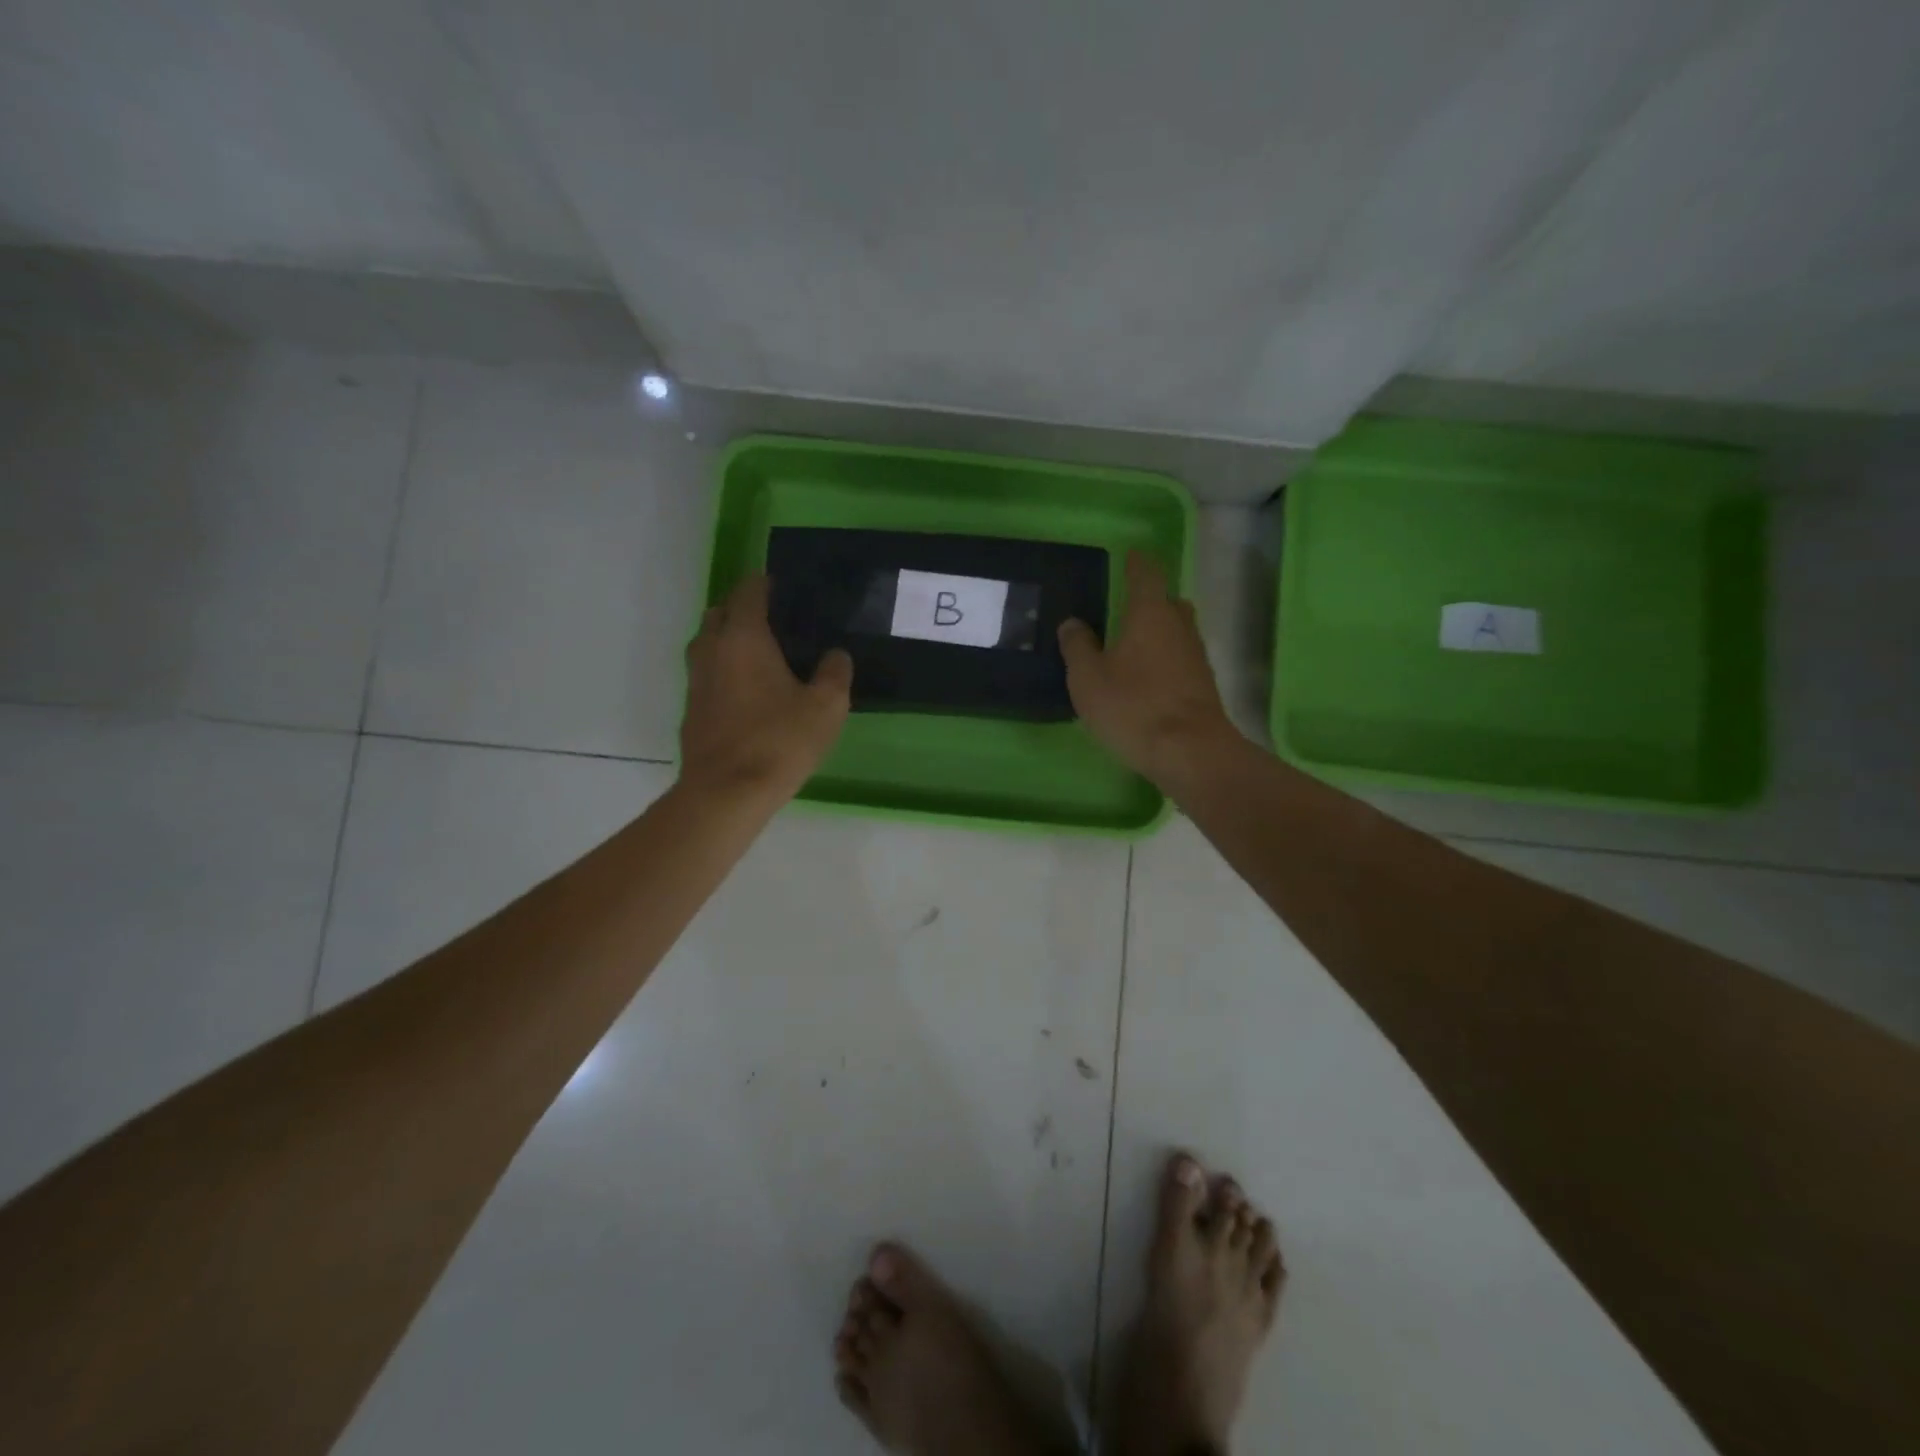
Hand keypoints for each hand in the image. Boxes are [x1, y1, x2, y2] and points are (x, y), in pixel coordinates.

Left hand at [680, 573, 852, 804]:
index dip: (767, 584)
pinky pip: (707, 674)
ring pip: (708, 643)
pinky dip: (724, 670)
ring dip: (730, 640)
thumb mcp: (826, 707)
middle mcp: (712, 649)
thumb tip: (836, 655)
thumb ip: (835, 673)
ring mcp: (696, 680)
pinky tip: (749, 693)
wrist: (726, 793)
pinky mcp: (691, 709)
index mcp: (743, 637)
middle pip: (721, 612)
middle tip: (777, 624)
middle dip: (744, 610)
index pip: (748, 591)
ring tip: (764, 657)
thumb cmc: (779, 741)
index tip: (788, 592)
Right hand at [1059, 551, 1238, 788]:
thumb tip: (1073, 623)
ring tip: (1132, 645)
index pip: (1146, 574)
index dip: (1137, 563)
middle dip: (1150, 600)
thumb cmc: (1133, 707)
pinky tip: (1147, 678)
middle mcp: (1179, 626)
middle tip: (1126, 607)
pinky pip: (1181, 659)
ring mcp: (1196, 656)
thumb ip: (1078, 647)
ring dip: (1158, 633)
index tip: (1131, 556)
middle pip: (1168, 602)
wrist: (1190, 752)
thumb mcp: (1088, 678)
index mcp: (1150, 614)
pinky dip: (1165, 660)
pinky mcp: (1203, 685)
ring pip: (1177, 631)